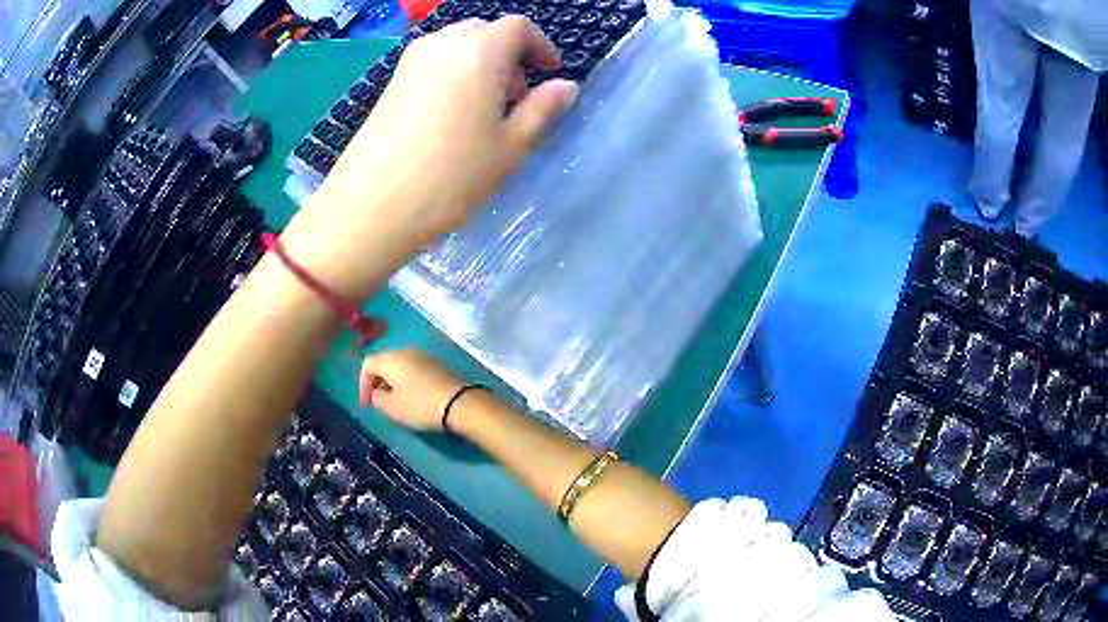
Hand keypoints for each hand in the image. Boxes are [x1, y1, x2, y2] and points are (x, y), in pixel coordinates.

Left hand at [283, 17, 578, 297]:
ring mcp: (412, 60)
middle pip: (487, 31)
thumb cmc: (451, 177)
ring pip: (458, 44)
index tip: (550, 73)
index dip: (541, 45)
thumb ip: (543, 109)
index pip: (519, 27)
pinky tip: (452, 113)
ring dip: (481, 62)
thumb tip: (565, 86)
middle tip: (517, 96)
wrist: (372, 204)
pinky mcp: (392, 79)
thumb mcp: (511, 146)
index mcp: (480, 51)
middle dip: (510, 54)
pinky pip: (434, 60)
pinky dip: (454, 71)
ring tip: (485, 108)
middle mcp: (444, 43)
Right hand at [359, 349, 464, 429]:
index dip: (363, 384)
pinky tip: (413, 397)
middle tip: (379, 402)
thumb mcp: (392, 407)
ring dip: (393, 382)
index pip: (367, 364)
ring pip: (400, 366)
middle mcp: (406, 351)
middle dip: (378, 382)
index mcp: (391, 359)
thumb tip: (377, 392)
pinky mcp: (437, 365)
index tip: (367, 404)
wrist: (460, 403)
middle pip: (384, 362)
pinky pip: (415, 369)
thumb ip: (377, 398)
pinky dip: (408, 381)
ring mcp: (424, 356)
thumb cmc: (420, 405)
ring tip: (396, 402)